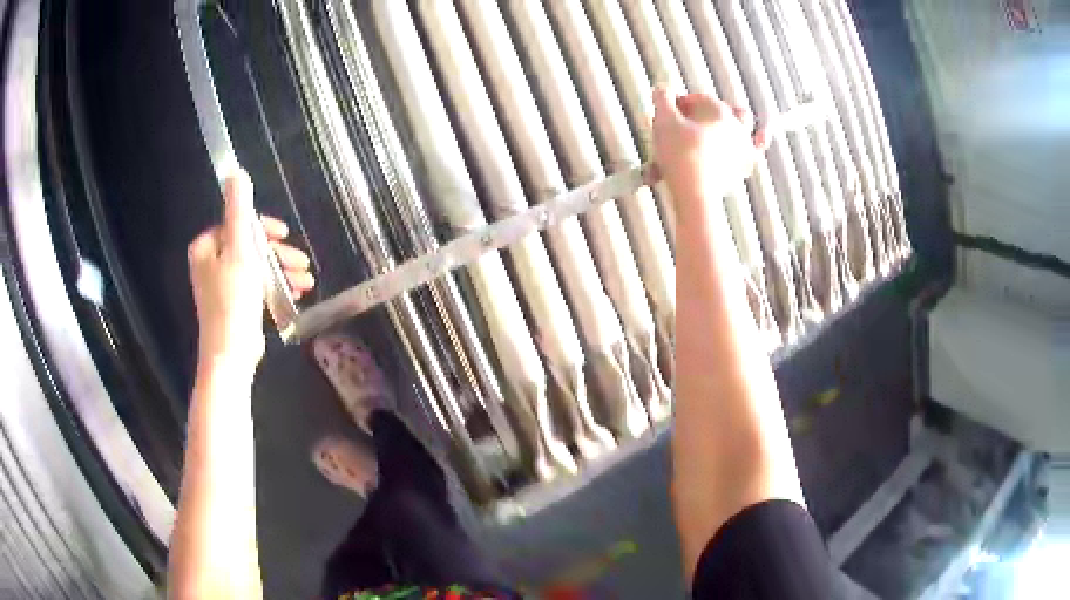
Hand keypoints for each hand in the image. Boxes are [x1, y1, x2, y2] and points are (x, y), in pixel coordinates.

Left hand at [187, 170, 314, 371]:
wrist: (231, 353)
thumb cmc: (233, 300)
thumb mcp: (239, 250)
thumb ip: (238, 211)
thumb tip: (236, 172)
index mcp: (207, 246)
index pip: (238, 224)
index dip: (264, 229)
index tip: (285, 236)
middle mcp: (211, 262)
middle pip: (250, 246)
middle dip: (279, 255)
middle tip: (302, 264)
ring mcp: (222, 283)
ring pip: (256, 266)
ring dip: (282, 271)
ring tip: (305, 283)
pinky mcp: (233, 302)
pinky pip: (256, 284)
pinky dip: (275, 286)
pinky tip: (295, 293)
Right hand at [652, 88, 764, 206]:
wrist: (695, 192)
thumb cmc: (679, 154)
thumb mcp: (663, 121)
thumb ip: (662, 100)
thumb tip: (662, 88)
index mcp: (717, 110)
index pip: (699, 99)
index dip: (683, 102)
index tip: (670, 110)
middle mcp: (735, 124)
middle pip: (723, 108)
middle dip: (708, 110)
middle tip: (692, 117)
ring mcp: (743, 145)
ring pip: (746, 124)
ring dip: (737, 118)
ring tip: (731, 115)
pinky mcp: (745, 165)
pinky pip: (756, 150)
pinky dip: (760, 140)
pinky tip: (763, 135)